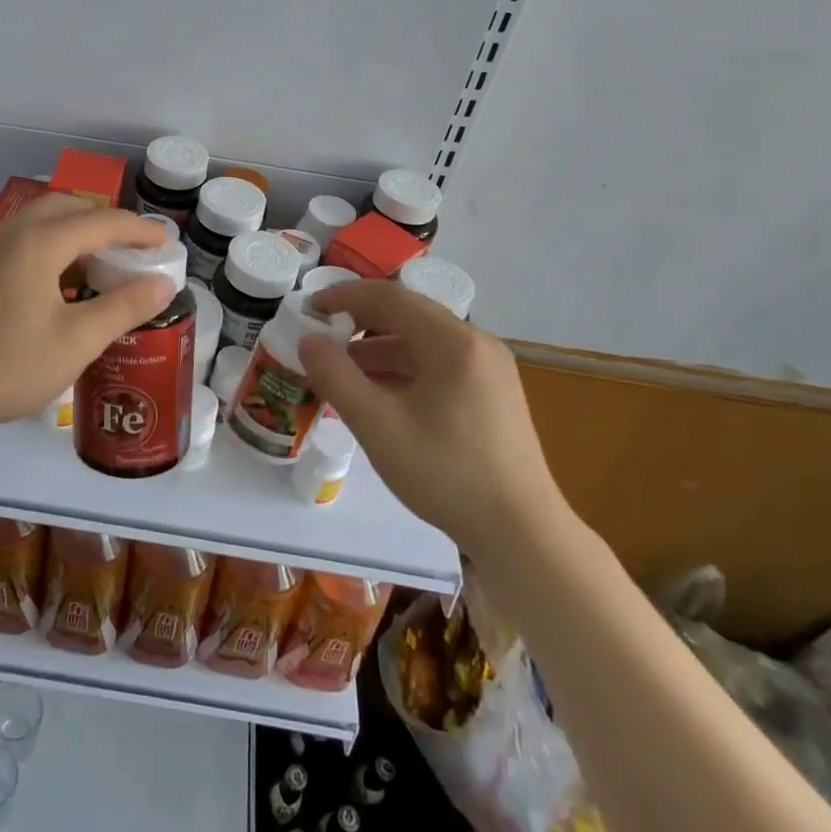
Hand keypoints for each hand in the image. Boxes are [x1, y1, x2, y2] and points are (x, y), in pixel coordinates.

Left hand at [0, 195, 174, 440]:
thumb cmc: (7, 365)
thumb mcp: (77, 340)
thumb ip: (124, 307)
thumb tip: (163, 283)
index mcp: (39, 242)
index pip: (101, 221)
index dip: (139, 230)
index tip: (165, 244)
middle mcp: (11, 234)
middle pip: (66, 208)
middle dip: (103, 221)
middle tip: (130, 248)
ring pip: (39, 222)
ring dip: (73, 232)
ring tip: (97, 264)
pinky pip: (20, 241)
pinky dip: (49, 247)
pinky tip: (56, 285)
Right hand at [301, 280, 562, 541]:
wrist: (522, 535)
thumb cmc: (446, 474)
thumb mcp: (378, 426)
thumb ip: (336, 377)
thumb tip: (308, 341)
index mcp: (454, 342)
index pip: (390, 298)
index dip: (345, 296)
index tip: (310, 308)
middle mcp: (476, 344)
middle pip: (408, 316)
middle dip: (360, 323)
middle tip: (321, 338)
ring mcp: (489, 369)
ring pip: (423, 342)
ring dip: (379, 349)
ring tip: (340, 371)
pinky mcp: (492, 394)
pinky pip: (438, 365)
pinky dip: (403, 370)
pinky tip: (377, 394)